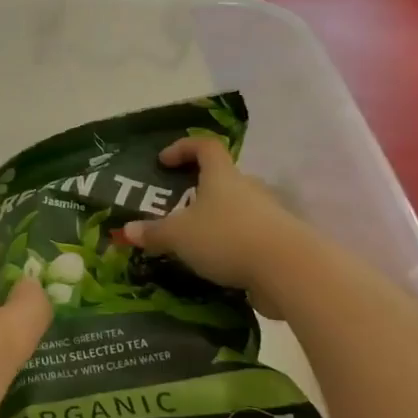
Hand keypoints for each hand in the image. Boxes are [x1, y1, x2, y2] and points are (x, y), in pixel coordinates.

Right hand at [120, 136, 302, 308]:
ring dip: (218, 221)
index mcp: (222, 177)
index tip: (164, 161)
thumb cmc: (227, 237)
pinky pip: (251, 237)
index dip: (184, 148)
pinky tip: (218, 266)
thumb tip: (127, 231)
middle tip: (178, 208)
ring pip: (239, 210)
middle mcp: (248, 189)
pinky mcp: (280, 243)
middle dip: (201, 191)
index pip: (205, 147)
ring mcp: (269, 215)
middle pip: (224, 179)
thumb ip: (154, 233)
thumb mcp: (180, 236)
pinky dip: (234, 246)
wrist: (290, 270)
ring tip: (196, 241)